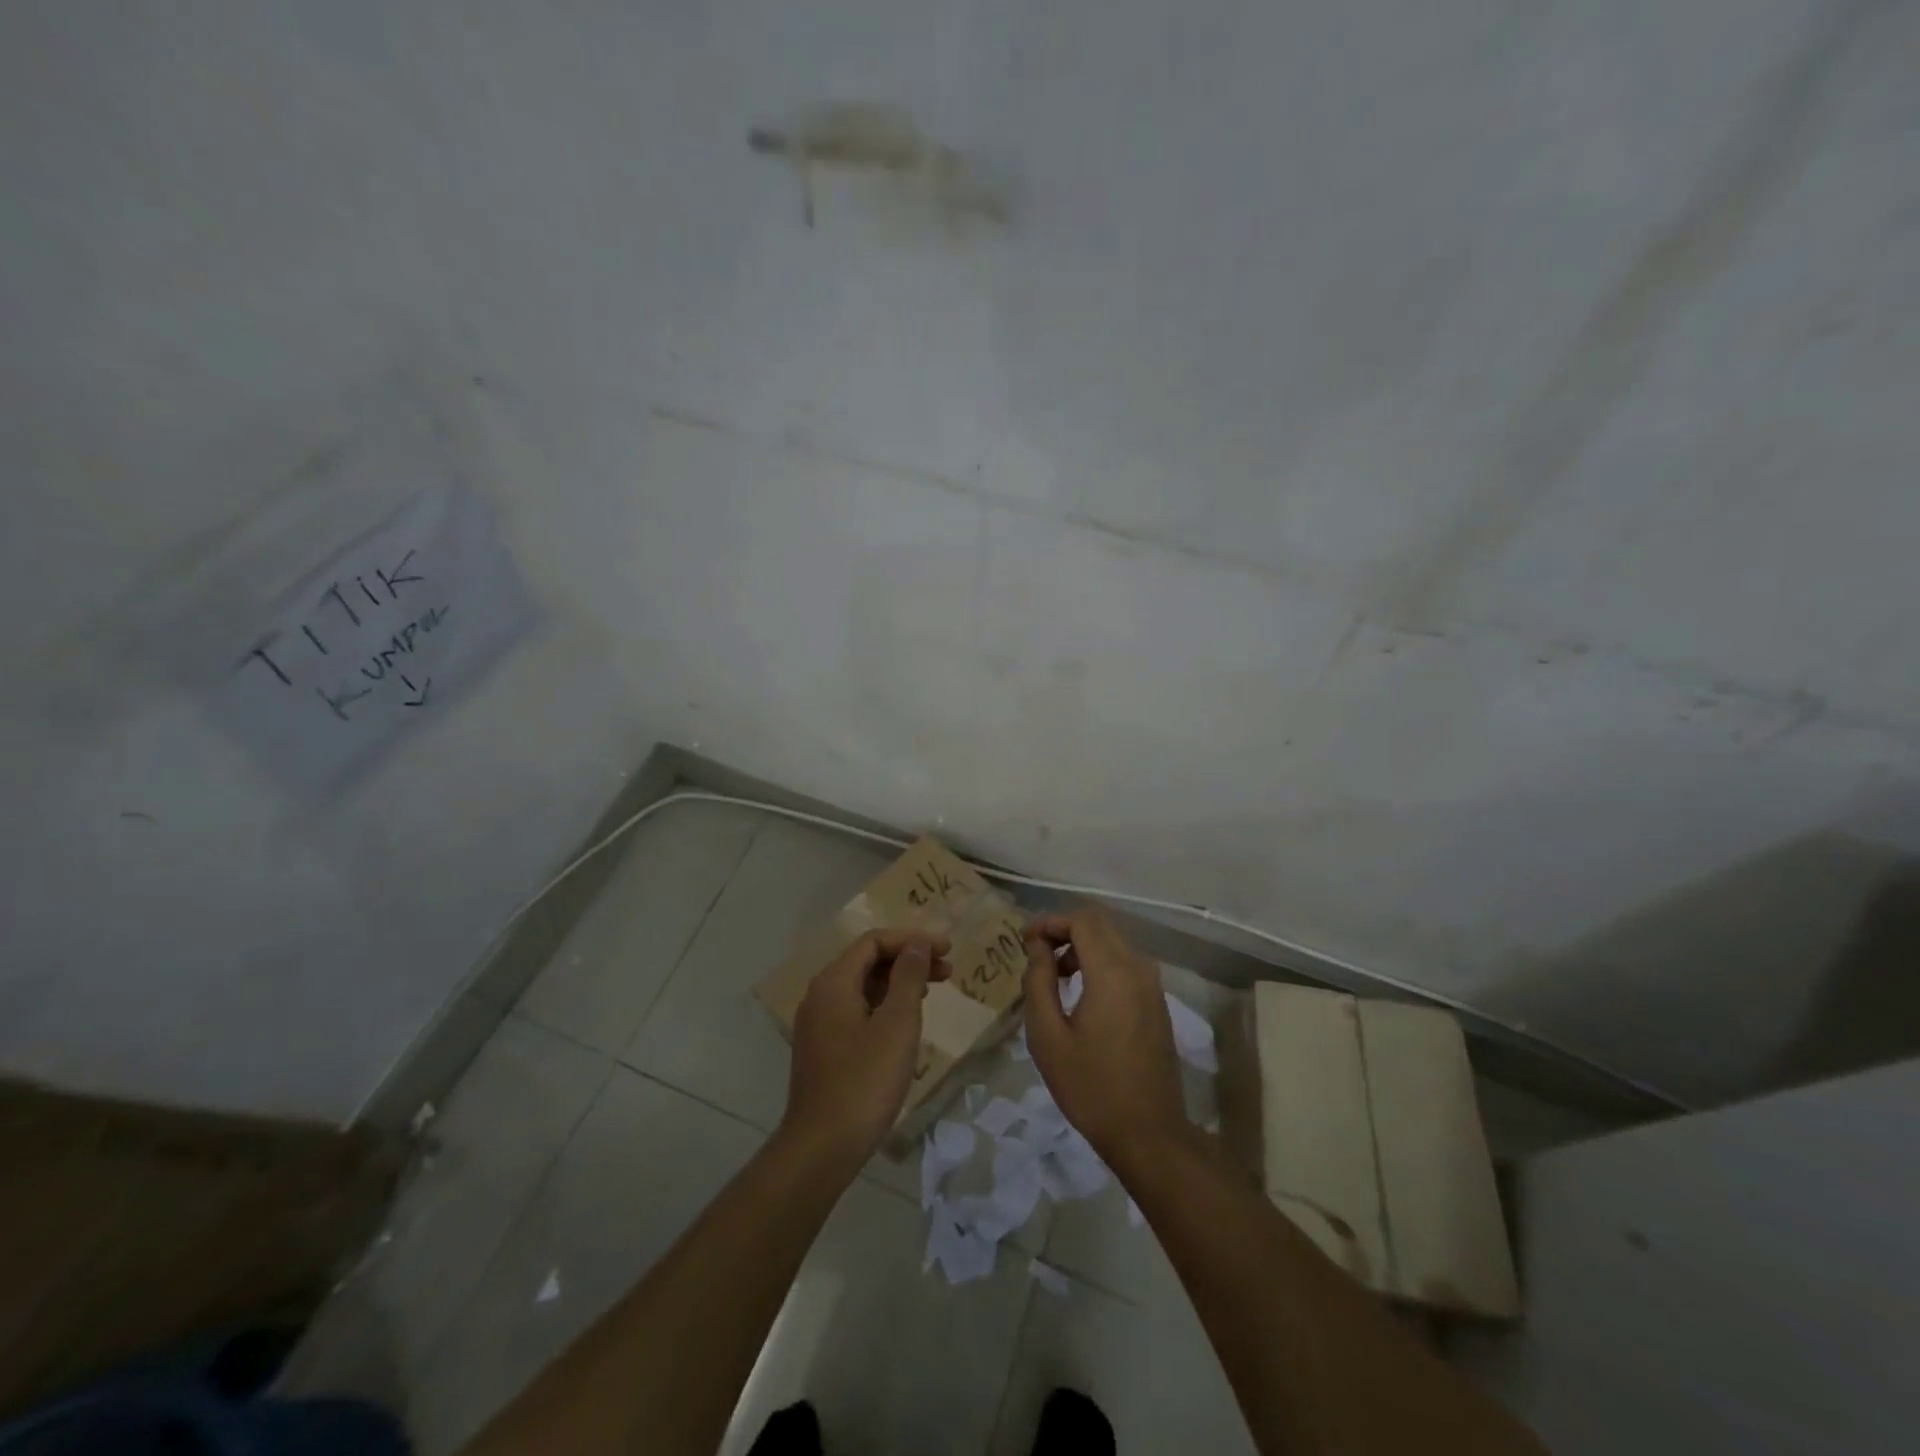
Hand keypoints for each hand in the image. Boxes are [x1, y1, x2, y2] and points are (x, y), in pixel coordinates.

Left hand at [780, 929, 951, 1171]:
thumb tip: (917, 944)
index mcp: (833, 982)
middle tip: (947, 969)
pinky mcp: (824, 1047)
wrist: (822, 1147)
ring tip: (933, 990)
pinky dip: (885, 1004)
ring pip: (863, 986)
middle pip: (867, 961)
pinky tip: (907, 1020)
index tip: (946, 949)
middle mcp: (820, 994)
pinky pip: (857, 1009)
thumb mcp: (897, 1024)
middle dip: (908, 959)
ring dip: (899, 982)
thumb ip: (908, 977)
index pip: (874, 941)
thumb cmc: (865, 1080)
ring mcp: (819, 1022)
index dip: (912, 940)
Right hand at [1023, 906, 1187, 1172]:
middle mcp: (1138, 968)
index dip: (1050, 921)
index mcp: (1112, 973)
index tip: (1024, 941)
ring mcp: (1152, 984)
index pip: (1082, 919)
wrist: (1148, 1134)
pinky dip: (1100, 961)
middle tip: (1036, 955)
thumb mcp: (1048, 1037)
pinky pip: (1126, 962)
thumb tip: (1038, 946)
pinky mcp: (1156, 1001)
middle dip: (1065, 929)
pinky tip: (1081, 992)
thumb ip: (1039, 982)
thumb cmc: (1090, 1088)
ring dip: (1082, 946)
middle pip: (1100, 923)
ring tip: (1054, 977)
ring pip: (1114, 940)